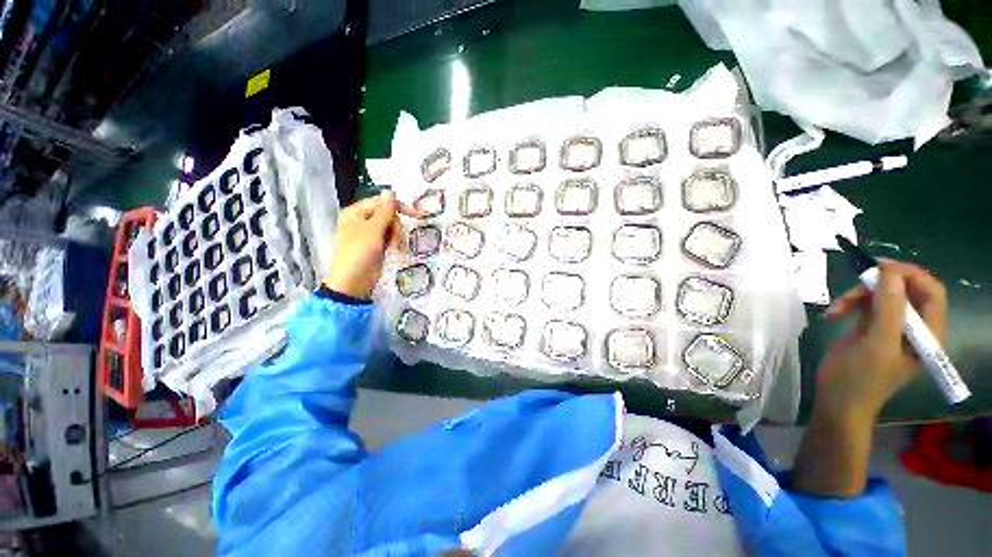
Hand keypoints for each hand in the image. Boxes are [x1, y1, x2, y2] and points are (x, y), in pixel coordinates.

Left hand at [325, 191, 418, 299]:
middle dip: (395, 226)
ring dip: (395, 236)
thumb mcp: (373, 230)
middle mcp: (361, 220)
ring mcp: (368, 234)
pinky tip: (393, 250)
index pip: (382, 202)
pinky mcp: (375, 245)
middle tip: (395, 240)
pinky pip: (388, 237)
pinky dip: (393, 242)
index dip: (399, 207)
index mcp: (356, 212)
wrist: (354, 283)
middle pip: (387, 215)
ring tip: (393, 247)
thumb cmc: (360, 253)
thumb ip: (384, 211)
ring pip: (390, 227)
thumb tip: (390, 191)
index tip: (417, 215)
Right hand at [793, 259, 947, 497]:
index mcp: (927, 333)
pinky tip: (834, 315)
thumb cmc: (861, 379)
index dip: (909, 275)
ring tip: (836, 309)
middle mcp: (914, 327)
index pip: (931, 291)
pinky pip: (865, 305)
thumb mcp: (877, 344)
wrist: (836, 401)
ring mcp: (891, 328)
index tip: (879, 268)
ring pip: (881, 295)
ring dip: (858, 296)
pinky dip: (849, 304)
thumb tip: (889, 272)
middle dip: (878, 285)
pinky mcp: (871, 329)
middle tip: (853, 285)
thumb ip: (889, 308)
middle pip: (904, 290)